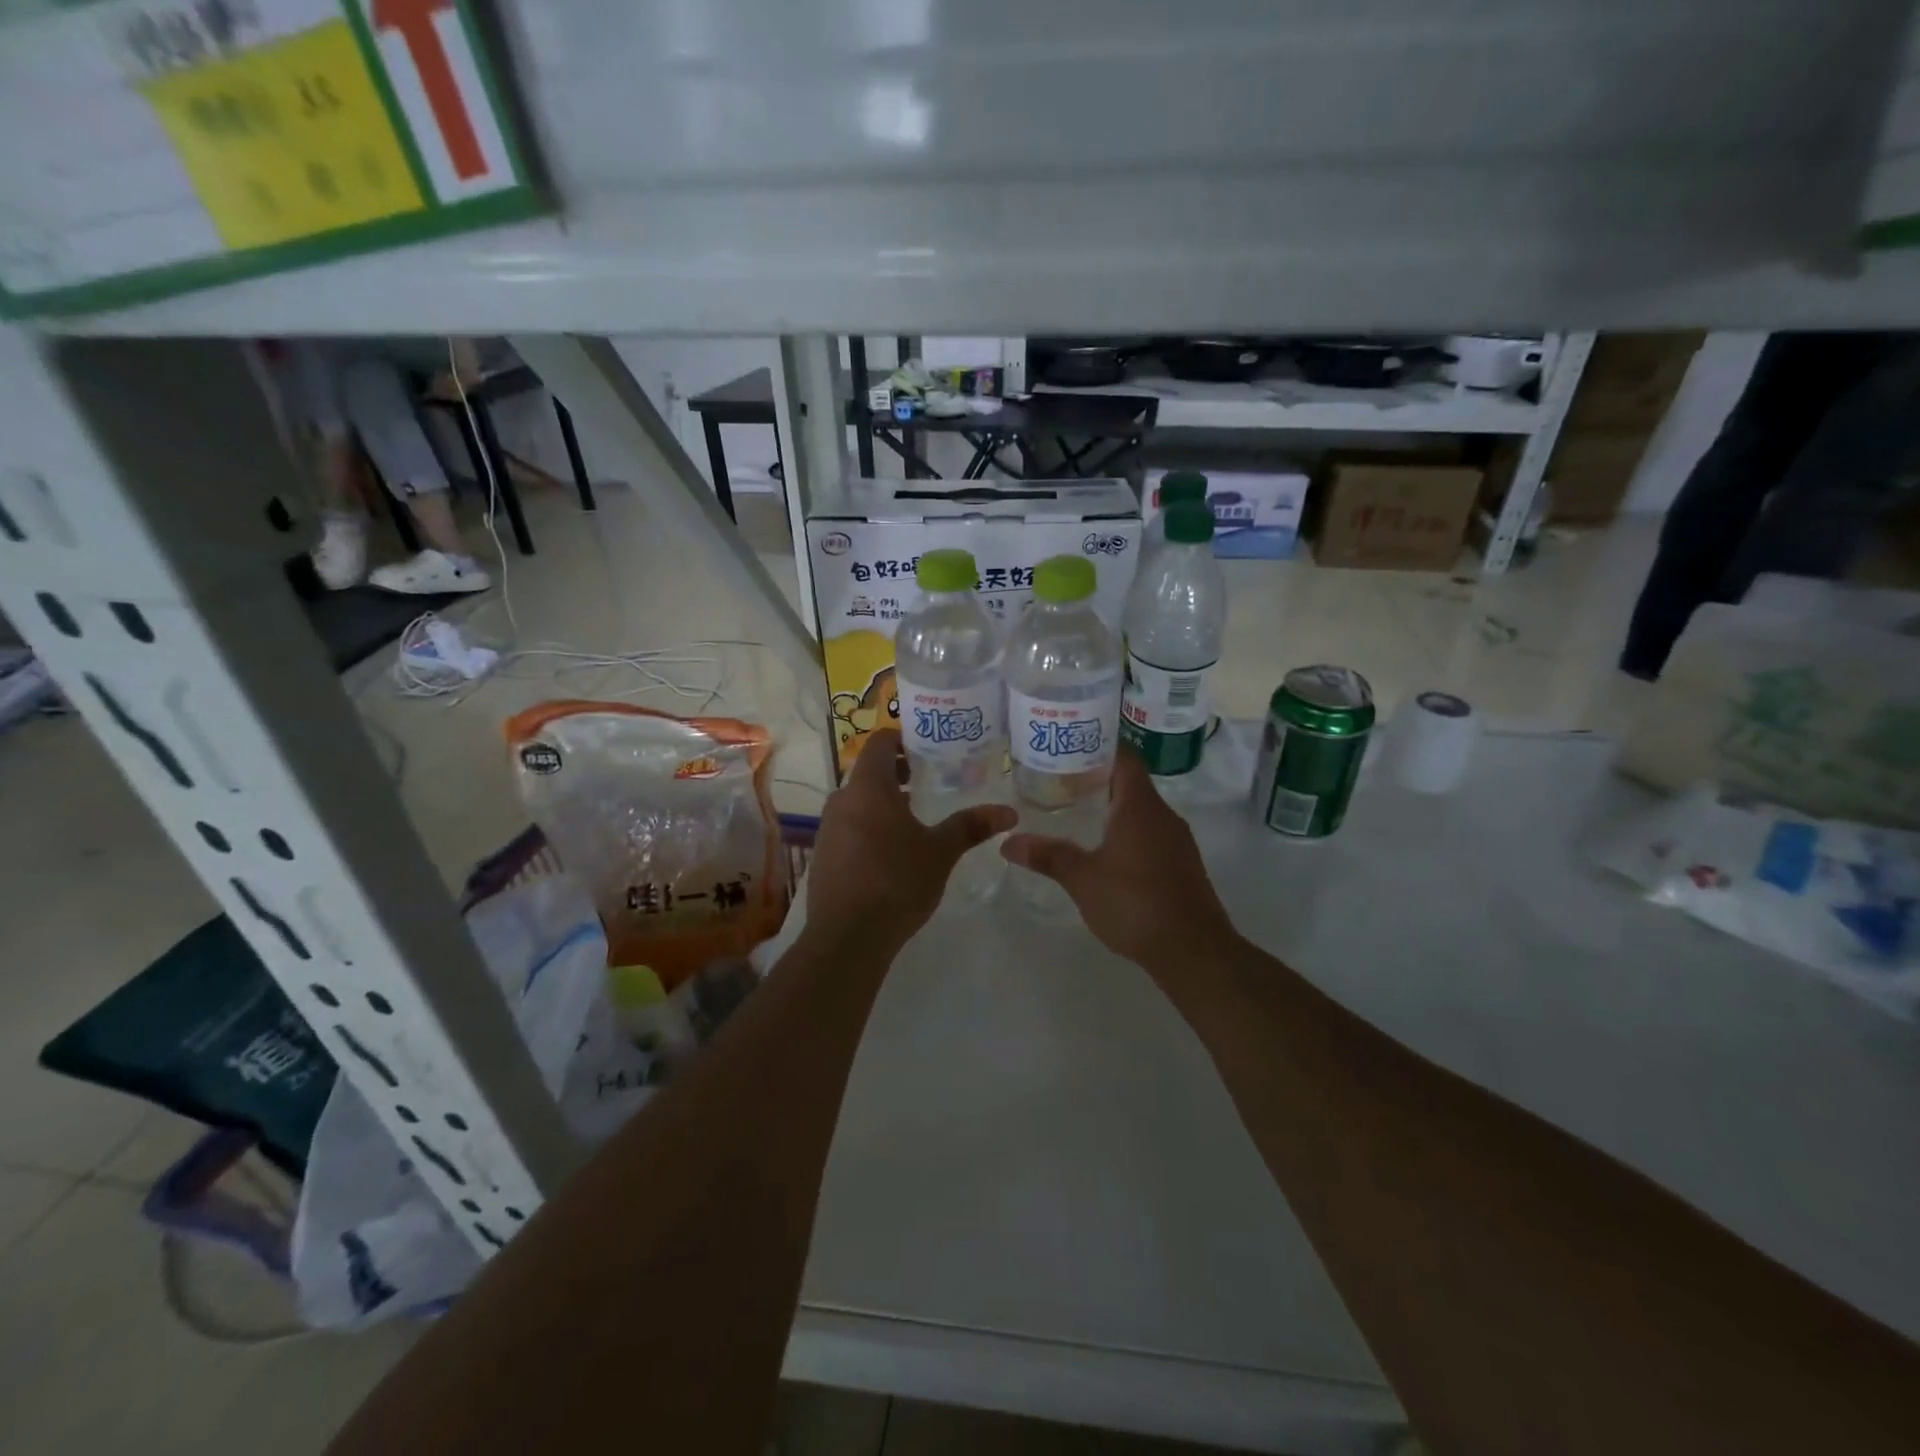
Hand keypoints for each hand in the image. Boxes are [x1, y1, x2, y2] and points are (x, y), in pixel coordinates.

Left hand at [806, 729, 1016, 947]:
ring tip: (916, 818)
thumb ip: (971, 826)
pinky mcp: (822, 855)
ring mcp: (827, 828)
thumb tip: (1009, 812)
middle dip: (899, 773)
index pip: (880, 742)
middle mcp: (842, 800)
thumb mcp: (940, 852)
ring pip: (858, 801)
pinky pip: (849, 826)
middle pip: (870, 772)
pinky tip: (892, 852)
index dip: (903, 738)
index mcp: (868, 788)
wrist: (847, 937)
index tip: (928, 746)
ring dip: (885, 802)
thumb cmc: (897, 882)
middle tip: (931, 781)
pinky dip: (870, 826)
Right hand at [1001, 748, 1239, 970]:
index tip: (1069, 747)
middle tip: (1060, 781)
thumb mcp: (1082, 878)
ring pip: (1142, 811)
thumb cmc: (1135, 903)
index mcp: (1140, 806)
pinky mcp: (1182, 865)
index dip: (1098, 746)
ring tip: (1076, 812)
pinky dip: (1127, 832)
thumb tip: (1007, 841)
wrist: (1193, 951)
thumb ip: (1047, 855)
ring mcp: (1177, 841)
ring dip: (1113, 808)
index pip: (1123, 756)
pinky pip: (1151, 834)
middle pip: (1131, 782)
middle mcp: (1163, 815)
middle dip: (1098, 778)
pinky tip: (1104, 850)